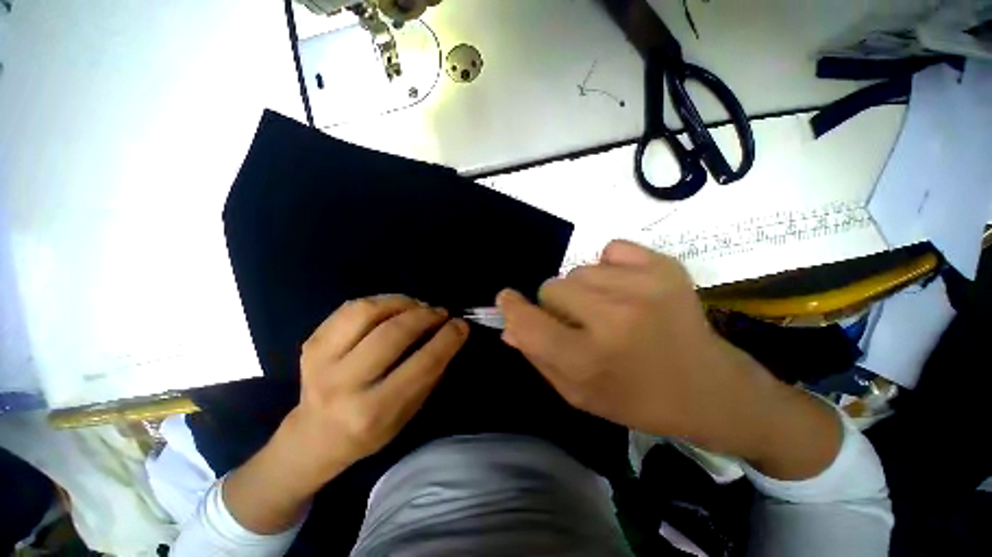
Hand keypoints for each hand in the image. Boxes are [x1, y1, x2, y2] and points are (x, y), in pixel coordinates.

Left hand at [286, 294, 468, 483]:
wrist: (315, 437)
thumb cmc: (370, 430)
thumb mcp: (408, 413)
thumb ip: (429, 373)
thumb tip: (450, 333)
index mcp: (373, 412)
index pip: (421, 365)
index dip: (447, 339)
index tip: (461, 324)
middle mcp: (343, 385)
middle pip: (392, 334)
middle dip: (425, 316)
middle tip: (441, 313)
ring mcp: (320, 361)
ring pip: (366, 312)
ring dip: (401, 302)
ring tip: (418, 306)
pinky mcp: (311, 343)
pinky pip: (350, 308)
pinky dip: (380, 302)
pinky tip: (394, 308)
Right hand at [497, 240, 840, 478]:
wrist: (710, 389)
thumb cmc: (636, 398)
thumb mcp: (578, 393)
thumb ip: (538, 357)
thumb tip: (510, 325)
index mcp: (588, 359)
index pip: (528, 322)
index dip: (512, 308)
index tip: (507, 299)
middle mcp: (613, 319)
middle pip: (552, 287)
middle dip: (557, 305)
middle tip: (581, 322)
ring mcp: (643, 288)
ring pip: (578, 270)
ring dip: (584, 290)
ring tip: (610, 310)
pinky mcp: (665, 267)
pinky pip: (611, 249)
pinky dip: (611, 267)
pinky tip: (629, 290)